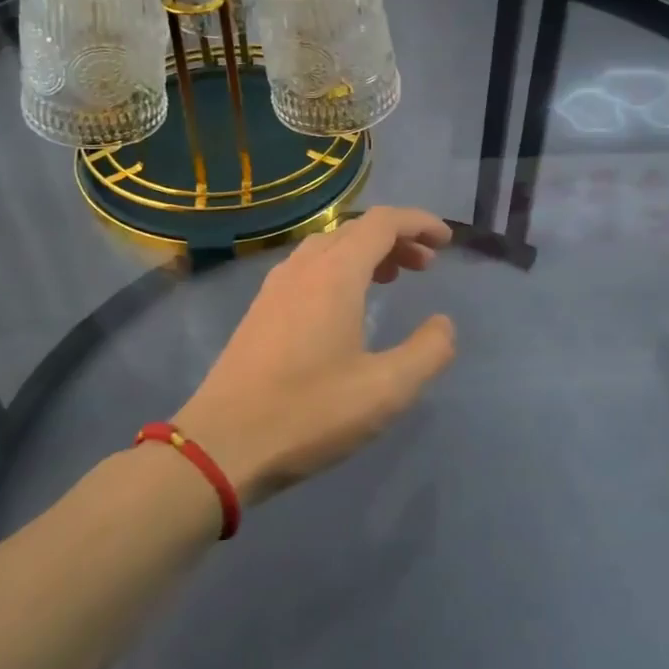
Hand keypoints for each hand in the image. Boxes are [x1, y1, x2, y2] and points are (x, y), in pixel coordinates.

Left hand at [172, 207, 456, 504]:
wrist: (221, 445)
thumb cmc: (309, 413)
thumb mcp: (386, 390)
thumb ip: (428, 352)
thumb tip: (443, 325)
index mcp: (336, 274)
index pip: (383, 222)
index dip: (419, 222)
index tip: (447, 240)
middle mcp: (304, 267)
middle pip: (357, 229)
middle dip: (397, 238)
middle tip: (426, 265)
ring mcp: (276, 286)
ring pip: (329, 246)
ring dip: (366, 251)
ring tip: (392, 278)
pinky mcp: (260, 309)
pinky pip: (309, 266)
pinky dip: (340, 267)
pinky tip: (345, 304)